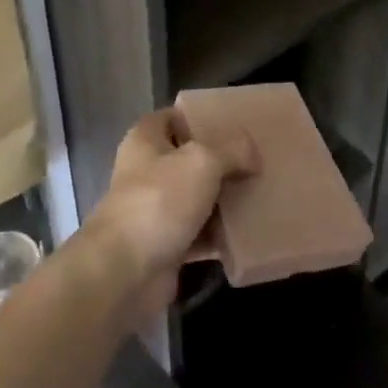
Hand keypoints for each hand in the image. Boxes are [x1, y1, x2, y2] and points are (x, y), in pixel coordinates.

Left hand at [84, 109, 255, 310]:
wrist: (125, 270)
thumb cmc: (158, 201)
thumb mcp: (201, 161)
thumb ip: (232, 150)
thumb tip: (253, 155)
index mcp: (145, 141)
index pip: (172, 118)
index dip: (198, 117)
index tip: (233, 123)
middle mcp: (147, 172)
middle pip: (188, 159)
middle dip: (221, 161)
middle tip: (257, 160)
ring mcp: (155, 211)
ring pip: (197, 198)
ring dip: (224, 200)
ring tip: (262, 193)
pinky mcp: (166, 245)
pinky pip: (201, 235)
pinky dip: (221, 236)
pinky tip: (251, 232)